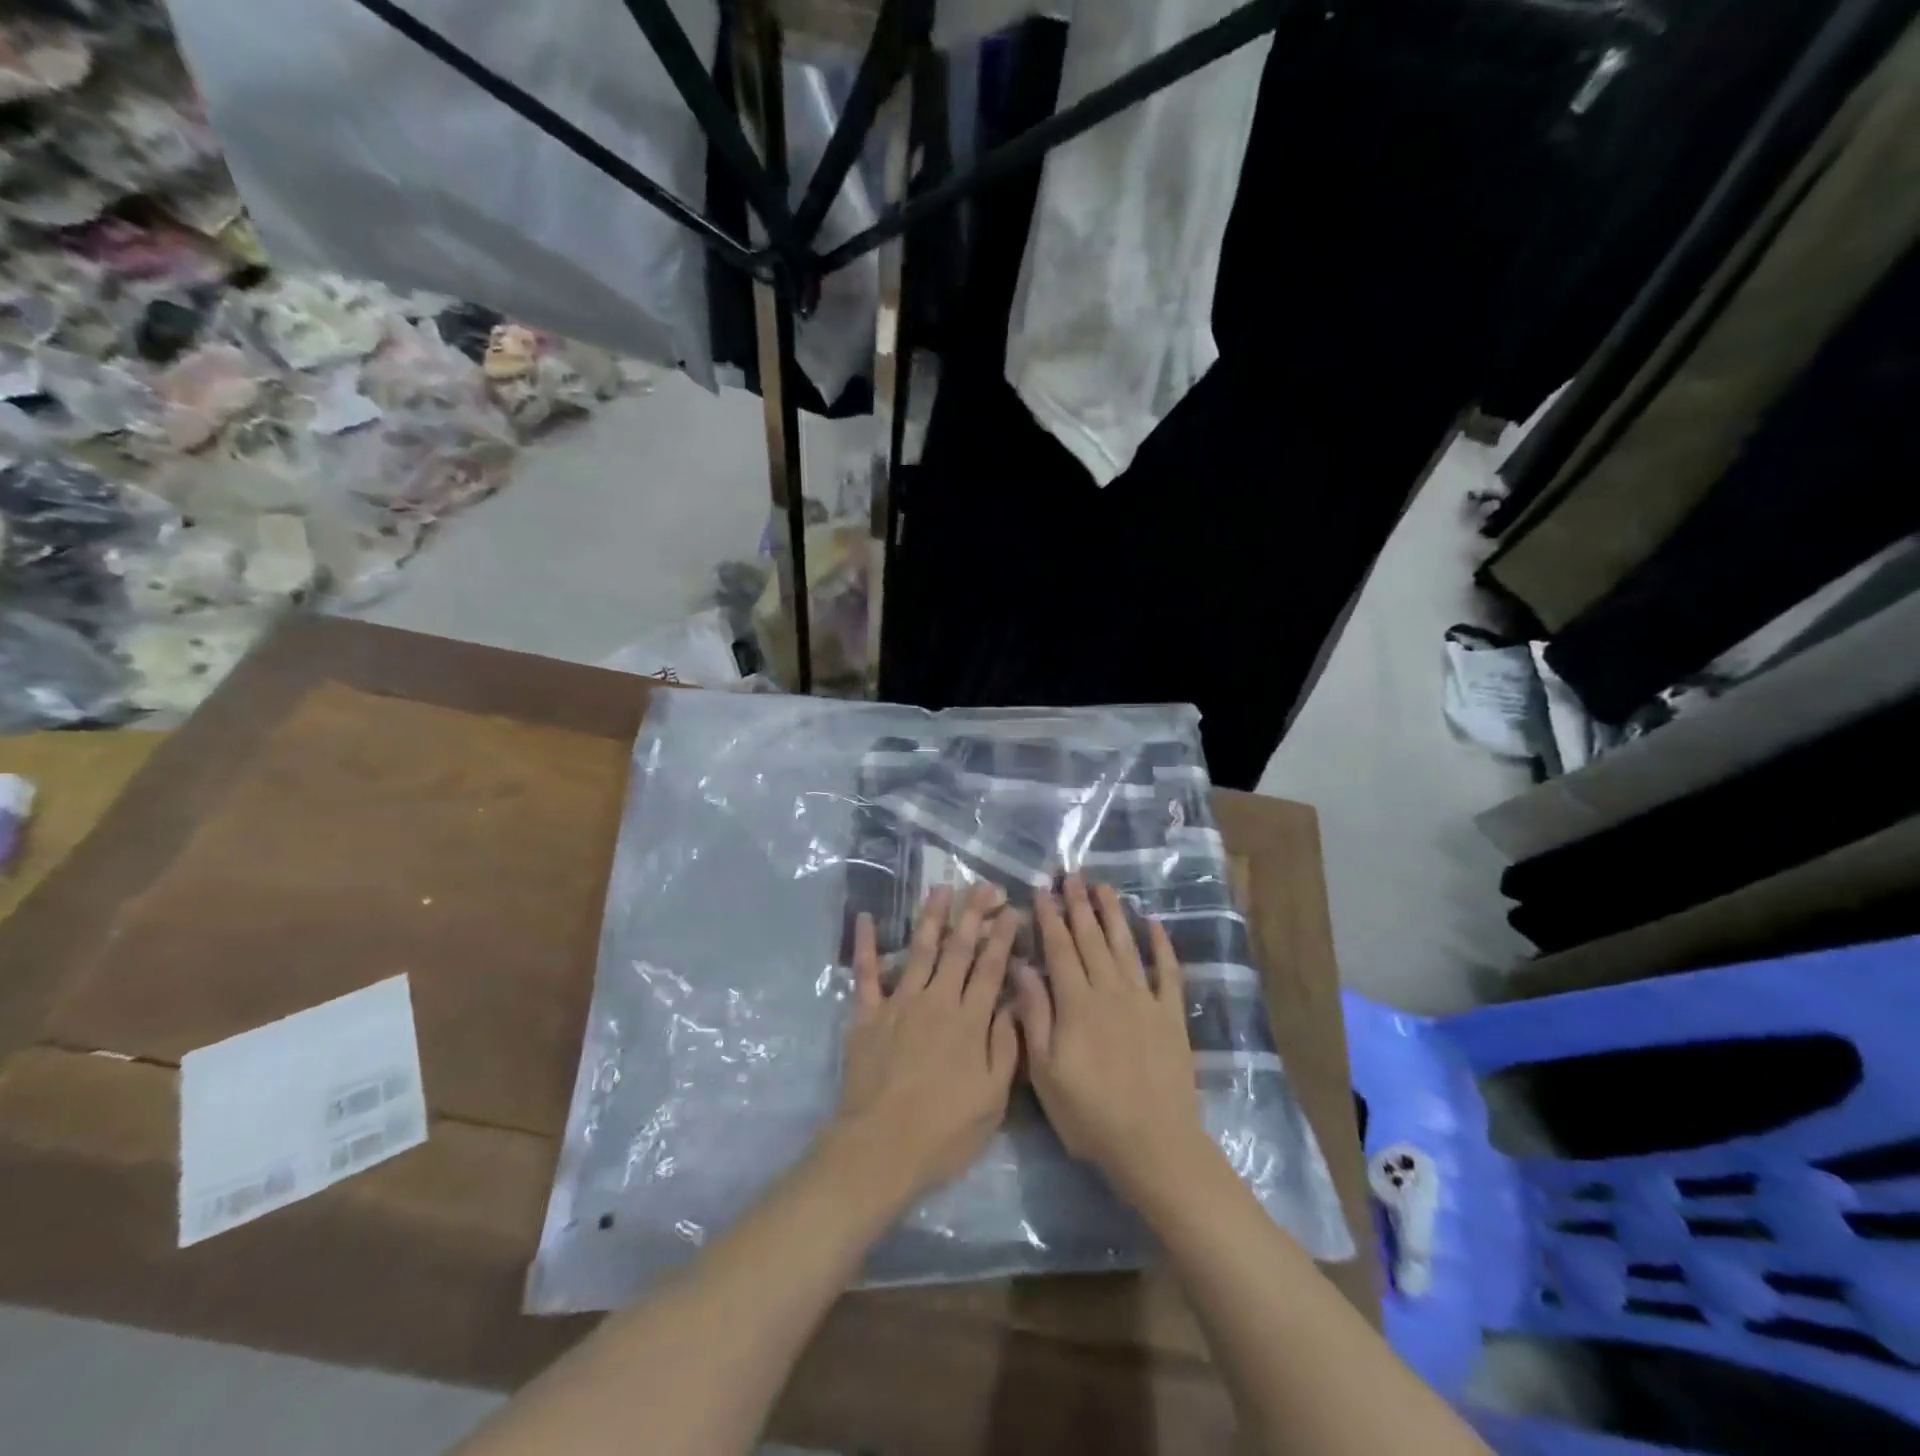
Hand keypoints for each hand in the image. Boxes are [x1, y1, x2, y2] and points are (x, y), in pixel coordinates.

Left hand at [825, 883, 1020, 1213]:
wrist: (881, 1147)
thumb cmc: (944, 1131)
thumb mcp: (992, 1098)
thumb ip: (1005, 1047)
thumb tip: (1012, 1003)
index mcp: (970, 1021)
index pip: (991, 968)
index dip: (1003, 936)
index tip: (1012, 910)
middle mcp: (938, 1001)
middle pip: (959, 949)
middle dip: (973, 914)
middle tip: (983, 886)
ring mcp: (900, 1003)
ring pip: (920, 950)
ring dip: (931, 917)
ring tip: (941, 888)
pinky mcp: (868, 1015)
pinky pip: (866, 974)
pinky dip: (865, 945)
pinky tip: (864, 918)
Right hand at [1013, 874, 1213, 1202]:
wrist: (1154, 1144)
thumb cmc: (1089, 1113)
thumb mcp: (1045, 1071)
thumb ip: (1034, 1015)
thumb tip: (1021, 967)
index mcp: (1076, 1002)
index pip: (1059, 948)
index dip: (1049, 917)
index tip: (1041, 890)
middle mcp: (1110, 990)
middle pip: (1092, 939)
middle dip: (1079, 905)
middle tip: (1071, 876)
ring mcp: (1145, 1000)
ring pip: (1126, 946)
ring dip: (1114, 914)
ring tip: (1104, 887)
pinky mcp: (1171, 1016)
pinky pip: (1167, 972)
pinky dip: (1162, 946)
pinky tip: (1155, 924)